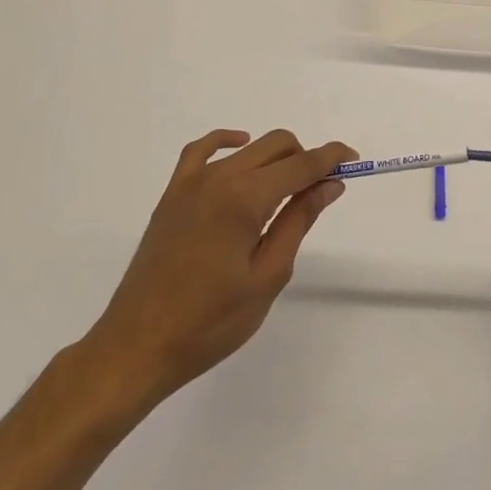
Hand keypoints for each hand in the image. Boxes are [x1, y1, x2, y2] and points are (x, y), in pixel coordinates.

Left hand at [78, 129, 354, 417]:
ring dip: (276, 157)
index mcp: (245, 199)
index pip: (301, 164)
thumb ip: (299, 221)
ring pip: (247, 149)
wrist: (137, 347)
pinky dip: (227, 142)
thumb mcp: (267, 276)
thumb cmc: (210, 322)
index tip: (353, 161)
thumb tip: (329, 184)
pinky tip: (241, 150)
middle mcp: (219, 178)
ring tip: (289, 187)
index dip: (331, 158)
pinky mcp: (173, 195)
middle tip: (323, 188)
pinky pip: (201, 151)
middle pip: (277, 146)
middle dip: (307, 158)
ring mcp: (191, 183)